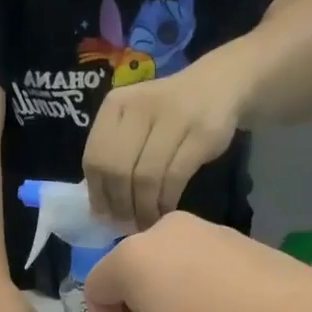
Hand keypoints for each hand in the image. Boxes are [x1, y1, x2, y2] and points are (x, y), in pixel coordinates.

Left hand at [82, 49, 251, 228]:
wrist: (217, 86)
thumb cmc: (167, 116)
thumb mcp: (133, 126)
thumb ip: (113, 158)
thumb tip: (100, 212)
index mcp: (116, 106)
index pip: (94, 158)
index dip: (98, 194)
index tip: (106, 217)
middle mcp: (140, 106)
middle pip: (117, 170)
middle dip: (121, 205)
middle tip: (129, 225)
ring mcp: (173, 116)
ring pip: (146, 177)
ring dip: (144, 208)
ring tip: (147, 223)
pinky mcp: (201, 133)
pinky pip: (174, 177)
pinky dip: (166, 201)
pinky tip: (166, 211)